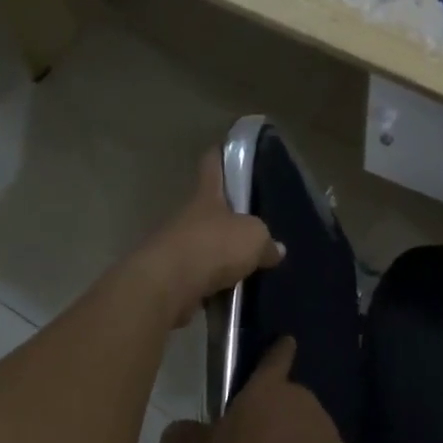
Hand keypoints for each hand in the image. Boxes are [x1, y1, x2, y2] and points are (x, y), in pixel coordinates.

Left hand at [130, 149, 282, 325]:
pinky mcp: (172, 279)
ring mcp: (176, 247)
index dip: (221, 155)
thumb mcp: (253, 238)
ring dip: (221, 254)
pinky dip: (214, 283)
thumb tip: (276, 249)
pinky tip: (233, 292)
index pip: (212, 165)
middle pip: (210, 209)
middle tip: (256, 224)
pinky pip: (200, 277)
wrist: (166, 286)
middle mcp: (188, 216)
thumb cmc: (212, 246)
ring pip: (205, 244)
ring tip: (248, 264)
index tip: (228, 149)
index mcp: (207, 196)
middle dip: (229, 216)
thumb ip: (266, 242)